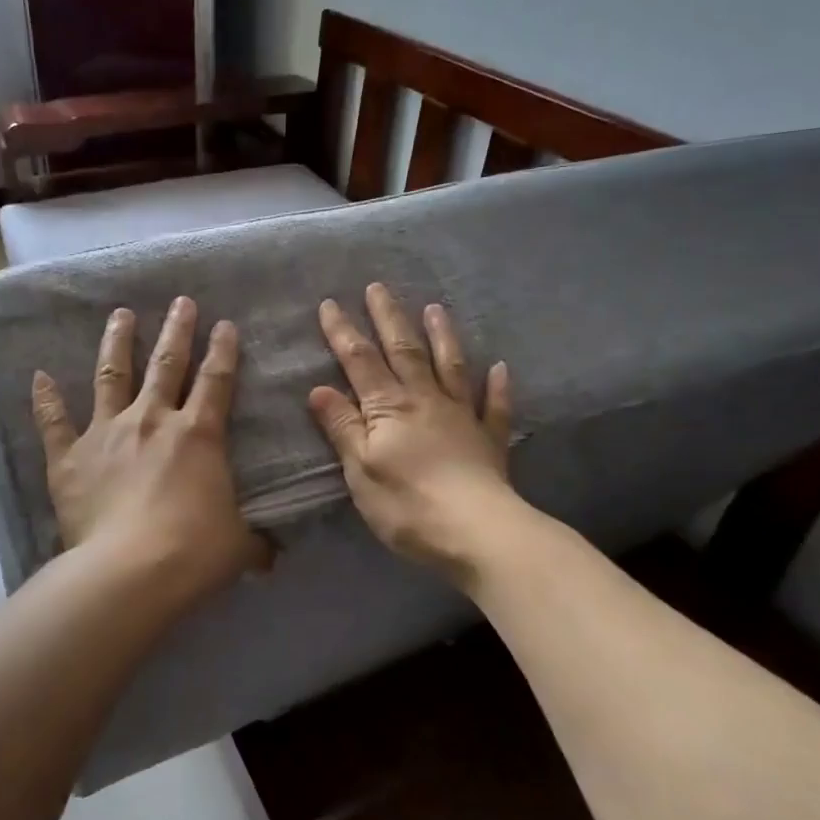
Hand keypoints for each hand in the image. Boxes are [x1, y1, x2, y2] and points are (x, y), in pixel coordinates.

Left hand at [31, 297, 265, 613]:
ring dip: (117, 342)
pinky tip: (39, 376)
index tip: (225, 324)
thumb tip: (272, 558)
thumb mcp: (237, 546)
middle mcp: (152, 421)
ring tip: (120, 315)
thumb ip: (254, 544)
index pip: (216, 381)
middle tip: (180, 302)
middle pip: (167, 364)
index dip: (223, 351)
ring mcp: (107, 433)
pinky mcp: (70, 457)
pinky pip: (54, 422)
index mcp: (198, 435)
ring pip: (112, 376)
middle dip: (177, 330)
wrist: (130, 570)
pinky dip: (46, 399)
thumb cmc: (193, 551)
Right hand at [309, 283, 515, 575]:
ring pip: (450, 367)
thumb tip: (319, 388)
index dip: (343, 332)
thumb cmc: (408, 504)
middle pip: (405, 351)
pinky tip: (500, 368)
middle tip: (379, 287)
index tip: (331, 303)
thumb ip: (343, 426)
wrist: (477, 531)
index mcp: (389, 408)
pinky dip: (497, 387)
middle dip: (389, 318)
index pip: (360, 362)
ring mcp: (461, 417)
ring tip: (436, 308)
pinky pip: (493, 407)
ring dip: (442, 336)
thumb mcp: (360, 469)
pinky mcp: (489, 441)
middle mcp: (425, 401)